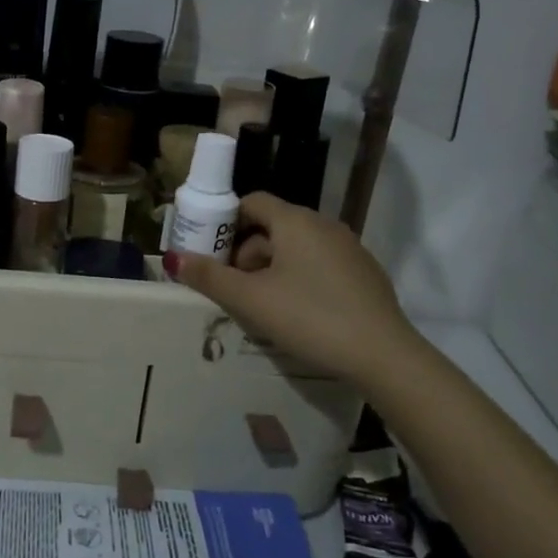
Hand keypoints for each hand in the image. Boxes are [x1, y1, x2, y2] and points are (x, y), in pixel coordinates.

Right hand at [163, 192, 420, 385]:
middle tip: (232, 288)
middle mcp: (324, 225)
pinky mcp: (364, 274)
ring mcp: (349, 249)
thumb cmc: (309, 317)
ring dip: (271, 268)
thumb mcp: (251, 300)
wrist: (383, 356)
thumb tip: (174, 259)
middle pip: (272, 227)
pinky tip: (297, 313)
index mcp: (295, 221)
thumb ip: (210, 277)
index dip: (225, 222)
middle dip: (246, 253)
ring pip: (296, 248)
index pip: (252, 202)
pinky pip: (319, 265)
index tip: (209, 252)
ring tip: (261, 306)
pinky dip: (299, 279)